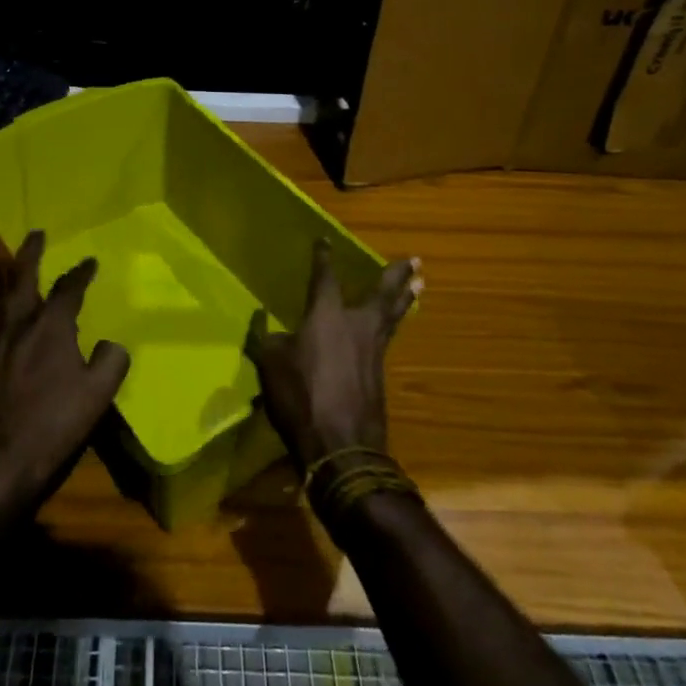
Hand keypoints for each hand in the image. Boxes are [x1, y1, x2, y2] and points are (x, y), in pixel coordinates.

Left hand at [0, 231, 129, 508]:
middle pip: (20, 278)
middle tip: (35, 234)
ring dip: (10, 282)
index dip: (80, 273)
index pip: (67, 289)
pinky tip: (5, 326)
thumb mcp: (97, 396)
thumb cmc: (52, 424)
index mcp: (49, 327)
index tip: (90, 261)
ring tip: (14, 275)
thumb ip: (110, 363)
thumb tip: (110, 345)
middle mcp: (17, 325)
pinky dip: (1, 314)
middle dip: (30, 253)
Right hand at [245, 239, 420, 473]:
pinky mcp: (380, 375)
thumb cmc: (301, 396)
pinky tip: (390, 326)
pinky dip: (394, 324)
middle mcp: (356, 325)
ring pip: (393, 316)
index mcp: (327, 315)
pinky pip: (388, 338)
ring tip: (419, 283)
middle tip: (415, 259)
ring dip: (406, 297)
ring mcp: (373, 351)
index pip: (325, 277)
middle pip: (382, 293)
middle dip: (396, 275)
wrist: (342, 445)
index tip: (325, 240)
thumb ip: (268, 339)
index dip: (323, 258)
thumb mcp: (270, 364)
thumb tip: (266, 324)